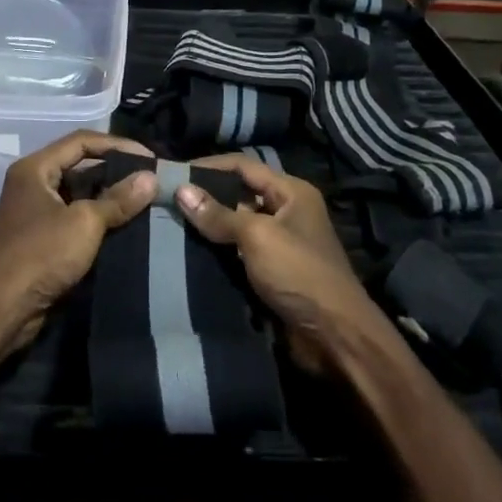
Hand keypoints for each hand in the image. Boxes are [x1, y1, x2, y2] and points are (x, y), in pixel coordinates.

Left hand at [0, 132, 156, 361]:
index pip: (81, 141)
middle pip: (79, 166)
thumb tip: (151, 178)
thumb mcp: (84, 223)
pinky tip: (125, 226)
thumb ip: (118, 199)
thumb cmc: (40, 255)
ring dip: (109, 197)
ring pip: (78, 195)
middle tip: (151, 180)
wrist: (0, 310)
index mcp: (35, 169)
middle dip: (115, 171)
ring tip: (145, 201)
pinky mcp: (40, 240)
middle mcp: (32, 184)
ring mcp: (35, 213)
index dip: (117, 145)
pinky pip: (74, 219)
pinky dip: (98, 220)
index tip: (149, 158)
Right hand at [175, 156, 376, 372]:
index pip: (243, 166)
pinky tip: (189, 251)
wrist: (334, 336)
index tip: (174, 174)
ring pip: (236, 224)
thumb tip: (181, 190)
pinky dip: (217, 250)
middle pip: (239, 193)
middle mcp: (287, 211)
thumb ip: (219, 215)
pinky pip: (238, 251)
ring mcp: (280, 242)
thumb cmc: (299, 273)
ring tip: (170, 223)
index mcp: (291, 192)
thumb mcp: (258, 237)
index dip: (208, 166)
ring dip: (209, 225)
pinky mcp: (272, 270)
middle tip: (167, 199)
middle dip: (205, 195)